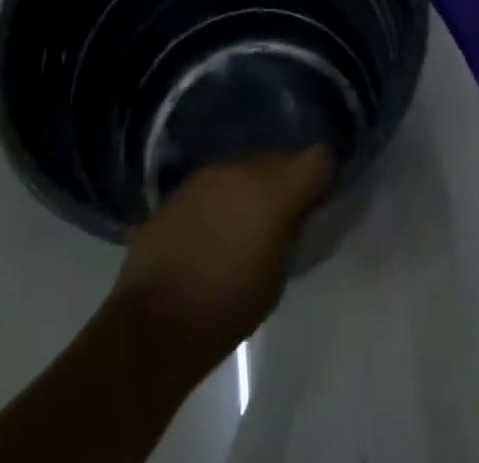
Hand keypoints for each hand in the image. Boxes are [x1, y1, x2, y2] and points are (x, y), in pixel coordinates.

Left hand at [110, 146, 333, 373]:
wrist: (155, 321)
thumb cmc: (227, 309)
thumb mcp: (277, 276)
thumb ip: (291, 231)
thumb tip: (296, 212)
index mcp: (274, 189)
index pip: (317, 157)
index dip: (323, 176)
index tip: (319, 200)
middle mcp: (243, 167)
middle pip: (280, 156)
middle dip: (287, 179)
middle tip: (285, 215)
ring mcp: (209, 172)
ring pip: (246, 164)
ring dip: (254, 185)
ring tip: (248, 221)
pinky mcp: (183, 184)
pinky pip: (218, 180)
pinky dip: (225, 195)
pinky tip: (216, 227)